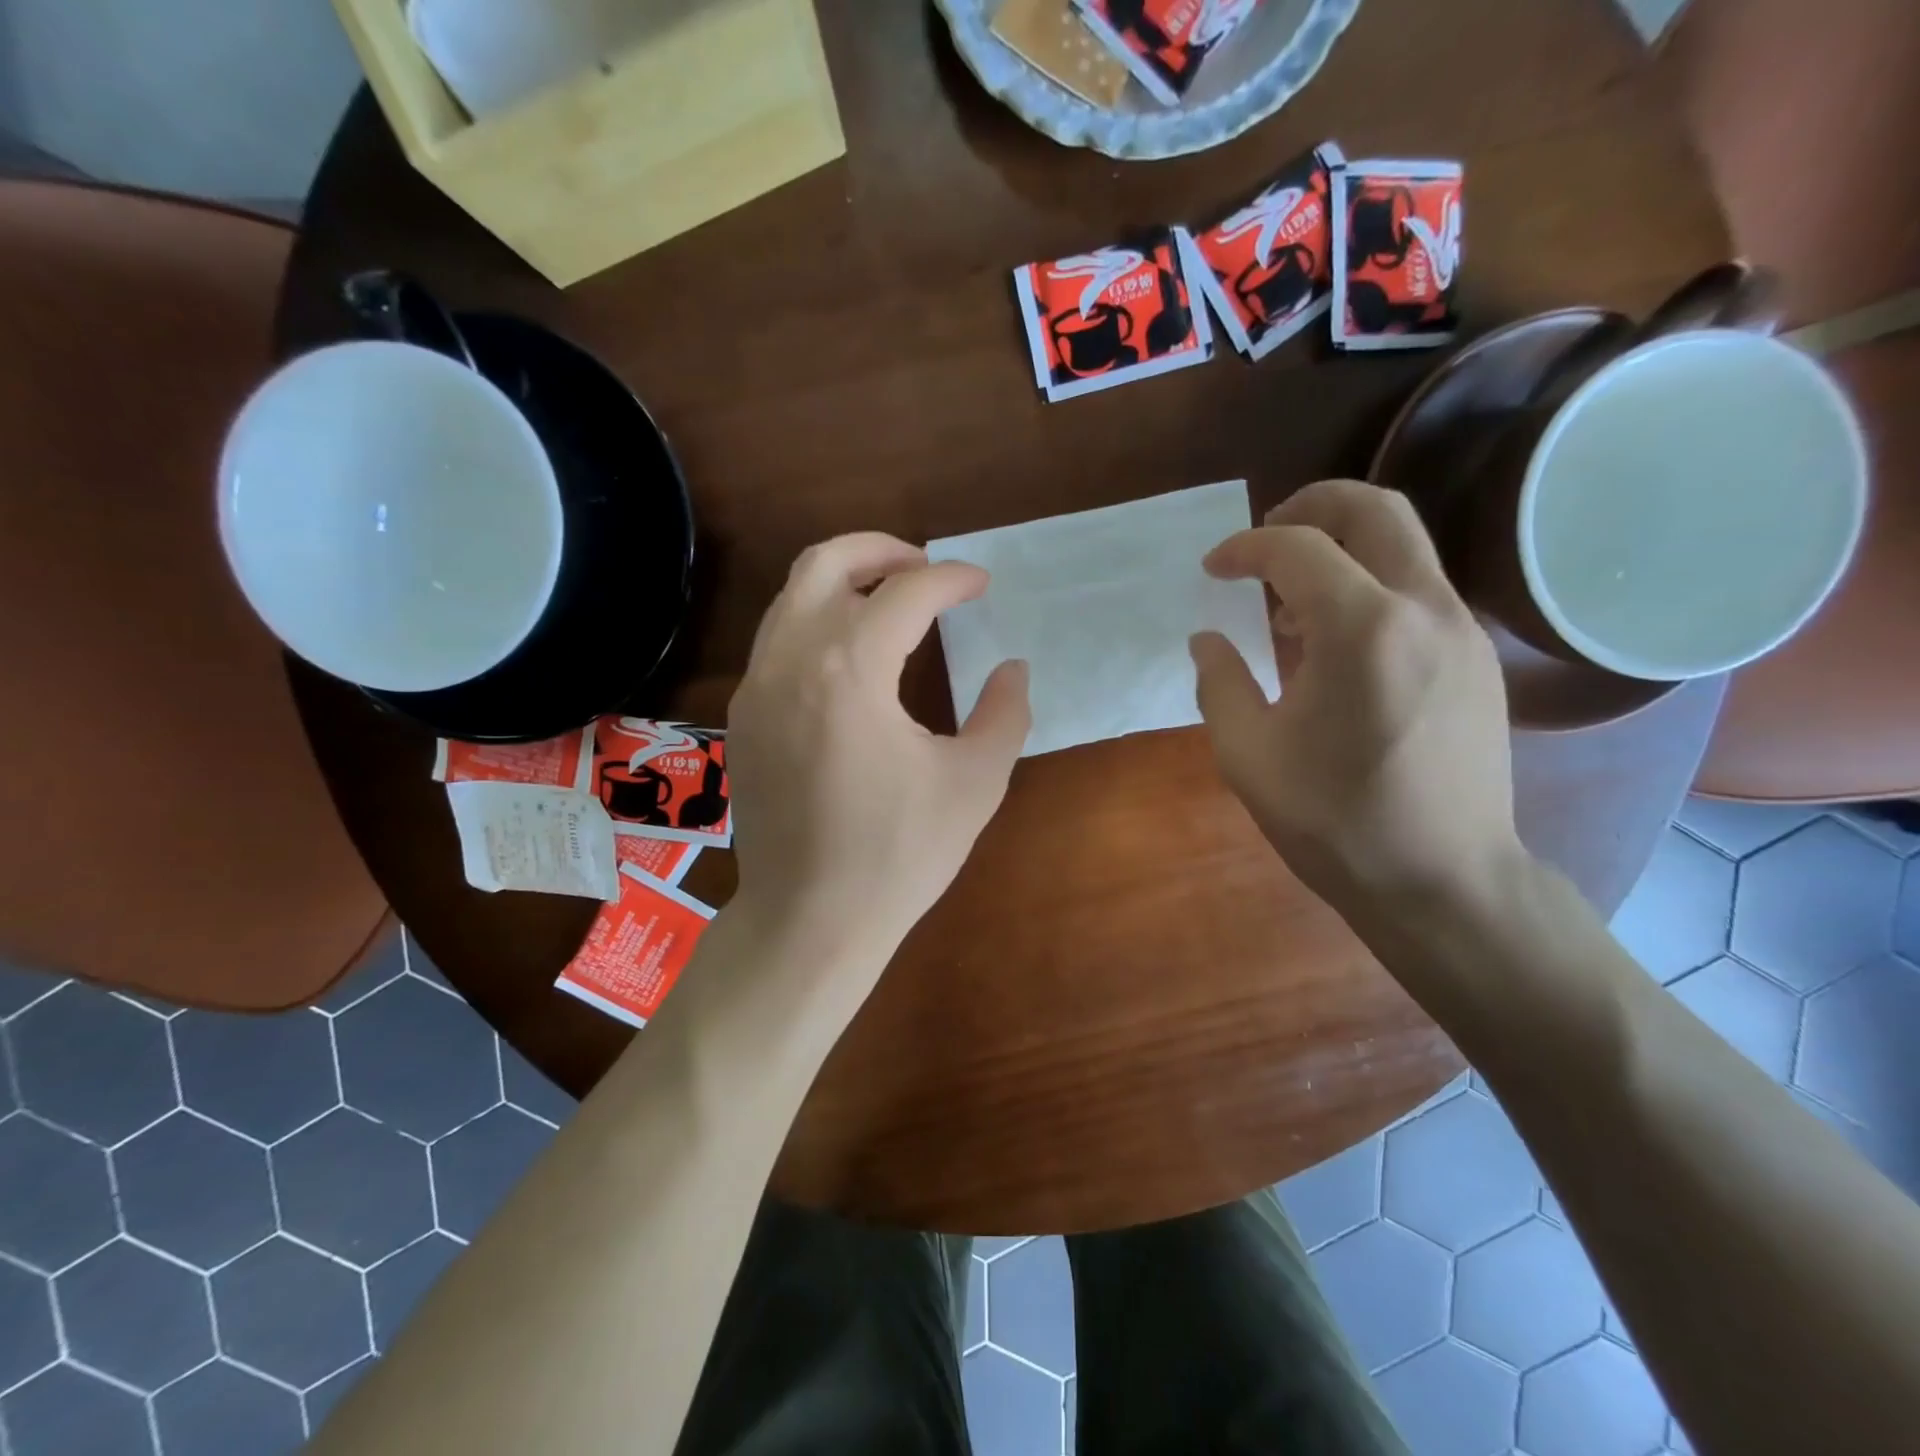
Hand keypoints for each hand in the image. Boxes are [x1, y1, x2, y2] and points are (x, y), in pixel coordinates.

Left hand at [726, 533, 1029, 996]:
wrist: (809, 920)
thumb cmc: (899, 855)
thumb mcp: (975, 783)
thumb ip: (1004, 713)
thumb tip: (1013, 669)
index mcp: (849, 671)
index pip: (905, 592)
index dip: (951, 580)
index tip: (981, 586)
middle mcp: (791, 661)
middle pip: (825, 563)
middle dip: (882, 549)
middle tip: (927, 566)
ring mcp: (756, 688)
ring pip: (792, 597)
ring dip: (845, 581)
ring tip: (892, 599)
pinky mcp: (744, 717)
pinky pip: (777, 639)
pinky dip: (818, 621)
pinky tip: (854, 656)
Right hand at [1190, 480, 1519, 914]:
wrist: (1443, 880)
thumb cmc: (1336, 821)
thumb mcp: (1248, 755)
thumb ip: (1220, 682)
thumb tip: (1209, 639)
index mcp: (1362, 630)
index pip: (1297, 549)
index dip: (1245, 549)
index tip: (1213, 569)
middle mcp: (1424, 610)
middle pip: (1375, 510)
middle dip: (1312, 505)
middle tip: (1265, 535)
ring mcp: (1463, 631)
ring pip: (1406, 545)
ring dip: (1343, 547)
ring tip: (1290, 596)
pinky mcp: (1478, 658)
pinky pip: (1419, 590)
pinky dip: (1371, 585)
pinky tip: (1336, 641)